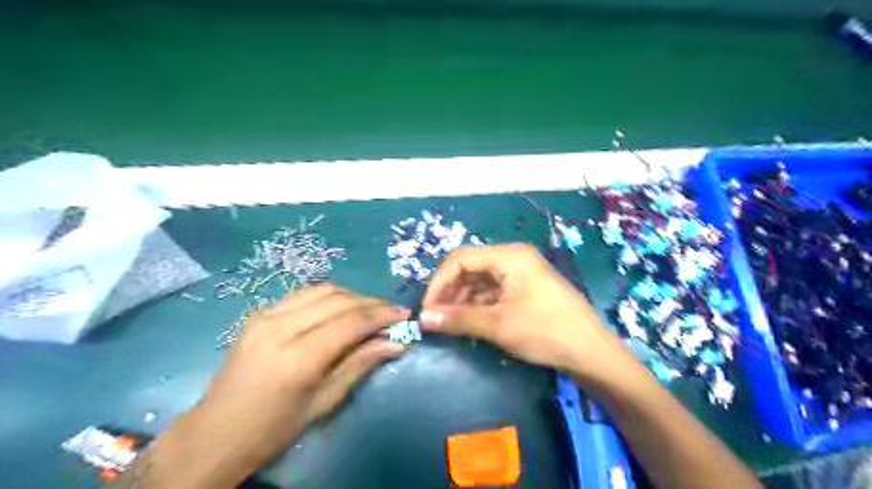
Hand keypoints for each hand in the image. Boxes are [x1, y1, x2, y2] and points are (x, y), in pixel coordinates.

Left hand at [156, 285, 409, 487]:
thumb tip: (396, 343)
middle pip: (339, 300)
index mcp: (297, 358)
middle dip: (371, 303)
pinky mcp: (260, 312)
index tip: (403, 315)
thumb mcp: (324, 402)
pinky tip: (341, 310)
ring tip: (370, 310)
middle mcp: (280, 327)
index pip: (350, 322)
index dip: (381, 315)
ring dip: (352, 296)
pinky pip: (305, 294)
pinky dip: (330, 297)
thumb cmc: (274, 429)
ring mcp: (266, 315)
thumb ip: (360, 364)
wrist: (215, 433)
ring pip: (323, 290)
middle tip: (391, 313)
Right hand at [421, 242, 633, 383]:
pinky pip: (494, 290)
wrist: (592, 352)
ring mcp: (522, 272)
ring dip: (462, 299)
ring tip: (449, 322)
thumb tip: (423, 320)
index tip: (426, 310)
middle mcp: (514, 257)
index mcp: (508, 256)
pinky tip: (469, 321)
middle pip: (470, 267)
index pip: (460, 259)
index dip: (438, 283)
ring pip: (481, 280)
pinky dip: (478, 304)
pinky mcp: (526, 288)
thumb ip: (457, 318)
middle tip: (436, 318)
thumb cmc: (545, 332)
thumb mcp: (498, 325)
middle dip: (449, 291)